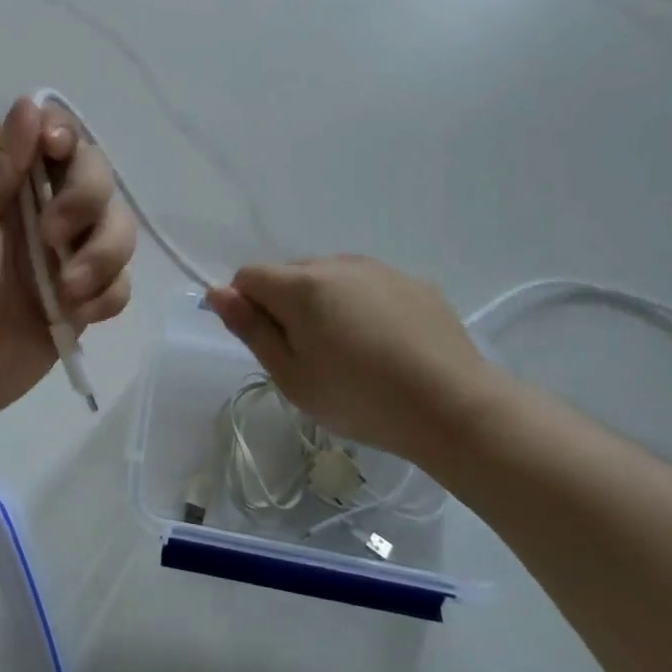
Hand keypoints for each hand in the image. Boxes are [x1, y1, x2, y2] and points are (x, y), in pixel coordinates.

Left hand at [0, 97, 137, 459]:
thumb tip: (32, 105)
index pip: (50, 132)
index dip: (67, 138)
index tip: (58, 158)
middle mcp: (33, 210)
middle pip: (96, 174)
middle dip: (88, 200)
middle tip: (53, 239)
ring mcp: (59, 258)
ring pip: (118, 226)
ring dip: (105, 252)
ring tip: (67, 291)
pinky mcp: (77, 303)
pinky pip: (119, 281)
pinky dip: (109, 292)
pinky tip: (77, 314)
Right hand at [205, 255, 503, 466]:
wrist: (454, 408)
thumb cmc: (361, 399)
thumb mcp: (292, 376)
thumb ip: (251, 329)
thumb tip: (217, 292)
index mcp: (302, 286)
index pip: (249, 276)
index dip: (246, 307)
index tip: (269, 345)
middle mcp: (338, 264)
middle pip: (290, 274)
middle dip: (286, 306)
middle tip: (310, 357)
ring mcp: (380, 270)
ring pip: (330, 278)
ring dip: (325, 305)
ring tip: (351, 353)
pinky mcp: (414, 283)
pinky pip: (368, 286)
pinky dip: (362, 306)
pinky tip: (386, 346)